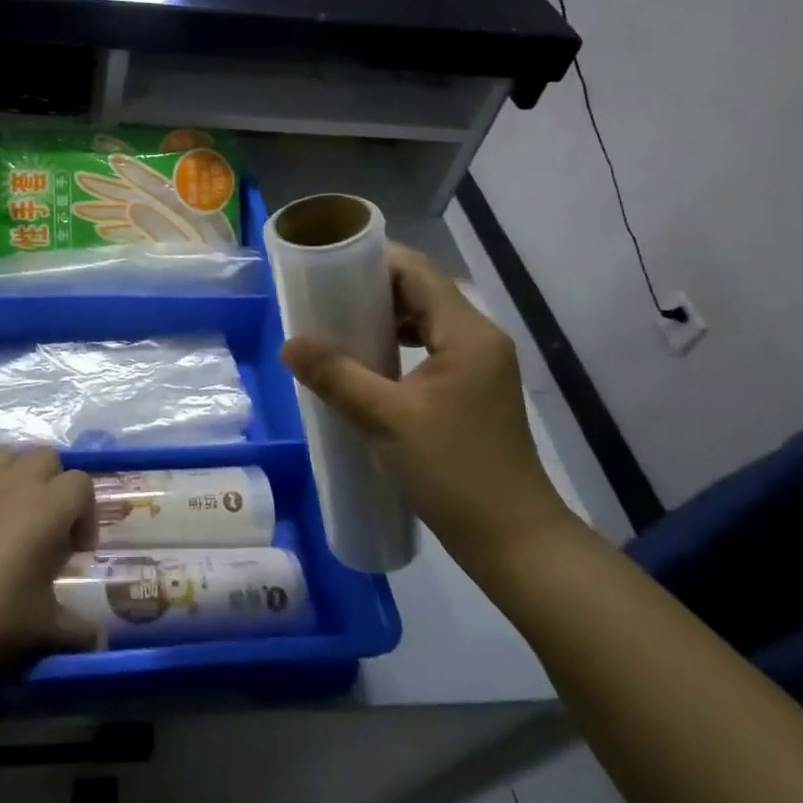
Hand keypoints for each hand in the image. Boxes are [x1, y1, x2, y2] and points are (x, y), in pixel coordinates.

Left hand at [0, 449, 99, 677]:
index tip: (78, 550)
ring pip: (13, 456)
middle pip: (48, 458)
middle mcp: (18, 485)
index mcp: (47, 508)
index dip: (87, 513)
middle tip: (53, 529)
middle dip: (58, 486)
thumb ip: (76, 629)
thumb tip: (98, 640)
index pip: (82, 484)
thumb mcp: (42, 629)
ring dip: (24, 476)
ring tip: (22, 515)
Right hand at [281, 245, 572, 565]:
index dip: (371, 261)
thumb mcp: (386, 420)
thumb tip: (290, 343)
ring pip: (426, 318)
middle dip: (371, 289)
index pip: (416, 271)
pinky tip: (369, 363)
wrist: (513, 540)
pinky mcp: (474, 387)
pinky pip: (432, 345)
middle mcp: (479, 337)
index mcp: (467, 333)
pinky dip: (399, 342)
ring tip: (340, 327)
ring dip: (385, 317)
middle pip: (421, 290)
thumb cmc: (454, 472)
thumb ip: (336, 376)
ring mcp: (480, 364)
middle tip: (323, 298)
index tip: (326, 268)